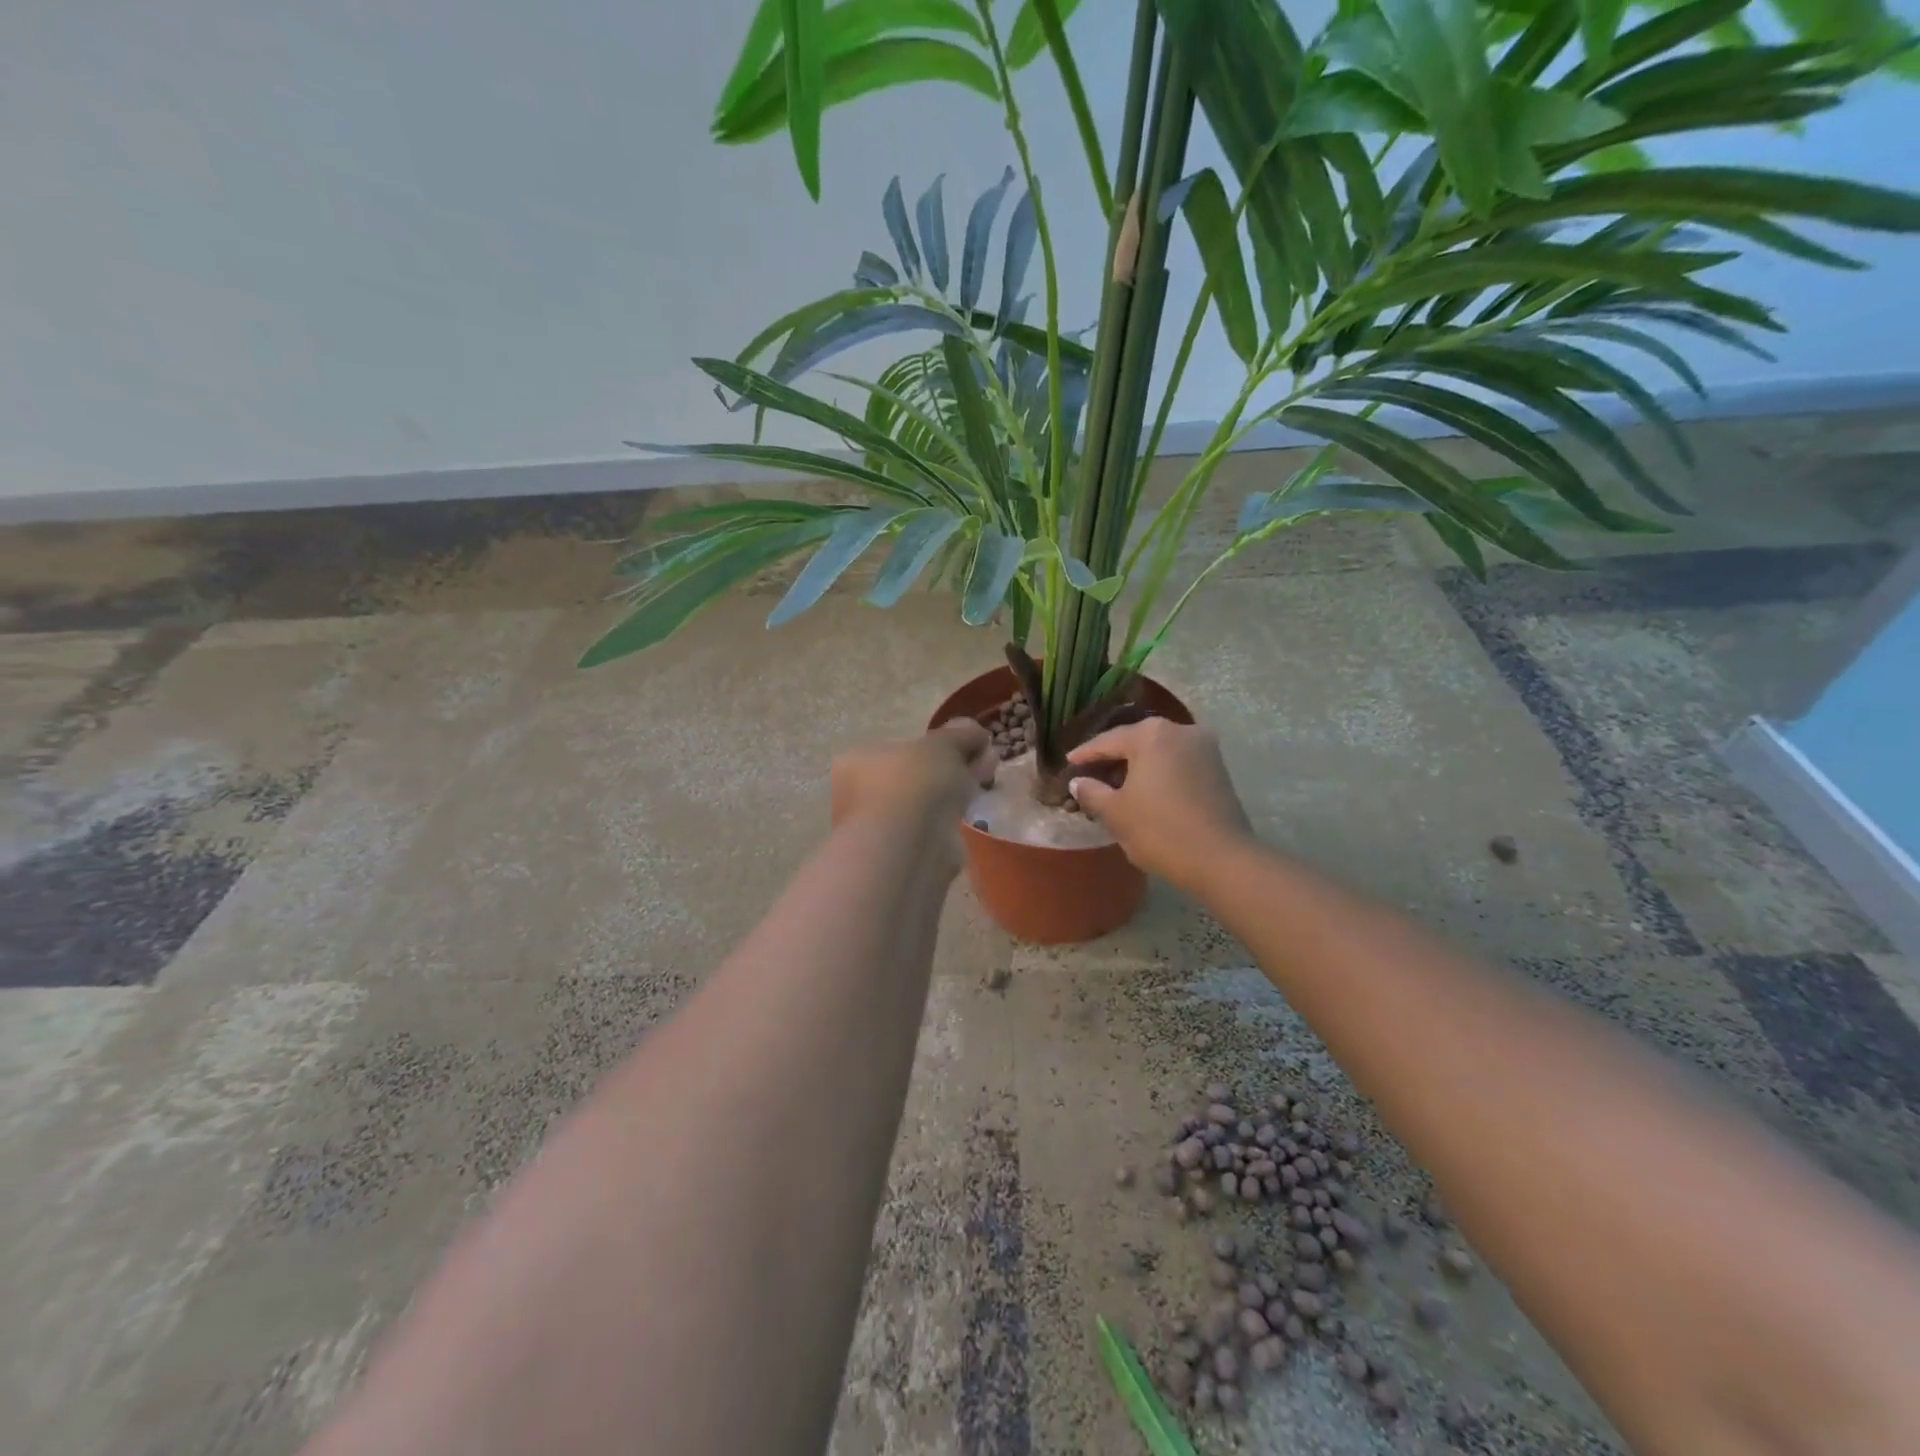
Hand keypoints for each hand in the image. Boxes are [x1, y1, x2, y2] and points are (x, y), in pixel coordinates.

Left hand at [830, 720, 995, 834]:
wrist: (910, 844)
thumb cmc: (915, 782)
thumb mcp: (942, 745)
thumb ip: (959, 735)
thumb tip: (975, 730)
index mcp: (856, 762)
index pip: (896, 749)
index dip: (934, 747)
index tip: (964, 748)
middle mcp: (858, 796)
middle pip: (912, 777)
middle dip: (947, 770)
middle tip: (980, 764)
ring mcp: (878, 829)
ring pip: (922, 805)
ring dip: (951, 795)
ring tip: (984, 784)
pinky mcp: (900, 855)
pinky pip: (930, 829)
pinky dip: (950, 820)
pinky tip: (972, 813)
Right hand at [1067, 719, 1251, 890]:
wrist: (1221, 859)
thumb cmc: (1159, 830)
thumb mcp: (1116, 813)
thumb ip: (1092, 792)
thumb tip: (1078, 781)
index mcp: (1151, 734)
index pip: (1108, 740)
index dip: (1085, 754)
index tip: (1068, 763)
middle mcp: (1180, 731)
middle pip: (1136, 741)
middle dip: (1112, 758)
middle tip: (1089, 774)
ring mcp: (1204, 748)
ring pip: (1159, 752)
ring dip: (1137, 766)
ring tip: (1115, 786)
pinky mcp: (1218, 768)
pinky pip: (1177, 763)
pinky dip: (1158, 773)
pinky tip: (1144, 791)